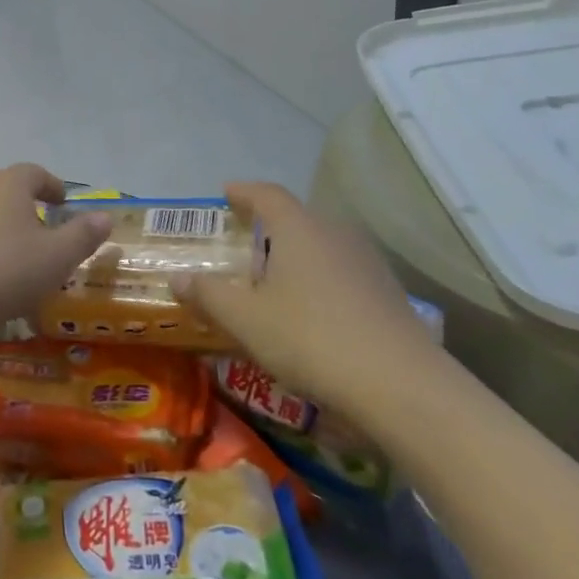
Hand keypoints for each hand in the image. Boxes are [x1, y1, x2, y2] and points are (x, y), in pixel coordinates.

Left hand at [0, 165, 111, 339]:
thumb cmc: (3, 273)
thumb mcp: (57, 259)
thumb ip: (83, 236)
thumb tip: (104, 216)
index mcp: (10, 185)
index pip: (35, 172)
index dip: (51, 185)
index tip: (62, 203)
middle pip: (5, 189)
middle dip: (23, 206)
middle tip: (40, 233)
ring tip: (4, 249)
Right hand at [174, 183, 444, 421]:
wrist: (401, 387)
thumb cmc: (310, 339)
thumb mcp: (245, 319)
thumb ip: (208, 294)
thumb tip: (177, 277)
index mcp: (299, 228)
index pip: (267, 194)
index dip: (243, 191)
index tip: (225, 193)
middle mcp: (336, 234)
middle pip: (297, 219)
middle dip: (267, 228)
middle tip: (242, 246)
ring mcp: (367, 263)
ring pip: (322, 247)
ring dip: (295, 256)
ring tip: (272, 281)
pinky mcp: (388, 294)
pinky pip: (341, 272)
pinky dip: (318, 280)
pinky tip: (309, 311)